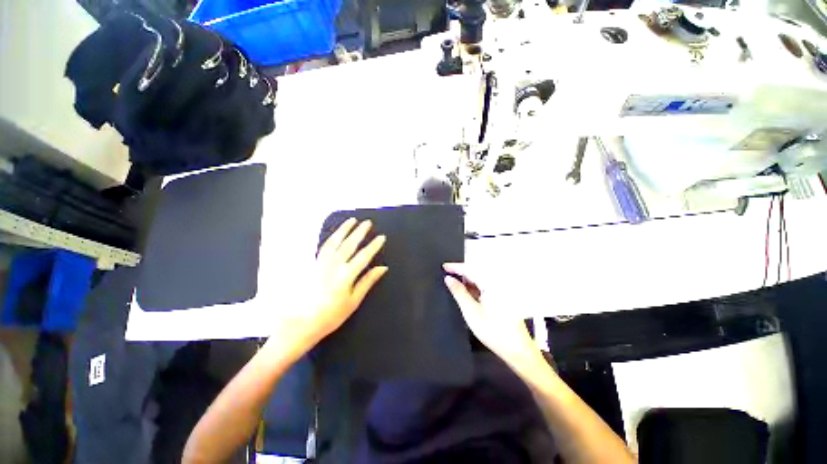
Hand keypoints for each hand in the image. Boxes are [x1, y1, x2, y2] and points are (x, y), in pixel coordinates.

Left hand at [284, 218, 387, 347]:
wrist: (301, 323)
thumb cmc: (331, 315)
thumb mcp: (353, 301)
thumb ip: (368, 281)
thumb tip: (383, 268)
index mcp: (346, 275)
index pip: (364, 256)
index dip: (374, 246)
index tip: (381, 237)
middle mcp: (333, 265)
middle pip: (349, 244)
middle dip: (359, 232)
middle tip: (367, 222)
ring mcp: (321, 263)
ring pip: (335, 241)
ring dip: (344, 230)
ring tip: (352, 220)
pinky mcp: (313, 264)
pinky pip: (324, 246)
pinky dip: (332, 237)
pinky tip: (336, 234)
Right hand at [443, 263, 540, 368]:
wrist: (517, 350)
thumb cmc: (493, 331)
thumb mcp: (470, 311)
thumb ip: (458, 292)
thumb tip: (448, 279)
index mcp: (492, 284)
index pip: (471, 269)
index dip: (456, 267)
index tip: (444, 266)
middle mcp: (498, 284)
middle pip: (476, 272)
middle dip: (461, 273)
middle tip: (447, 275)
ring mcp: (501, 291)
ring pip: (480, 280)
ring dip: (467, 281)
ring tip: (454, 285)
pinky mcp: (502, 298)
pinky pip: (485, 287)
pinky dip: (474, 288)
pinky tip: (467, 294)